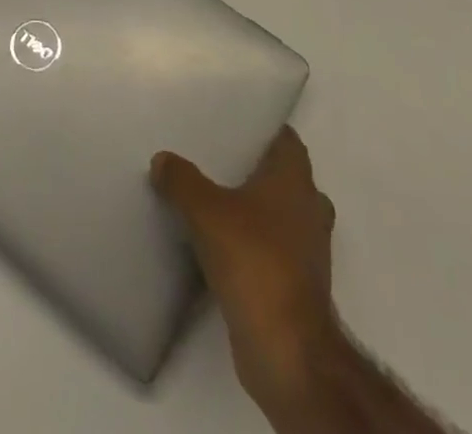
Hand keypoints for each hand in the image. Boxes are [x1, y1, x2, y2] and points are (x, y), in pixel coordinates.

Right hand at [152, 127, 339, 409]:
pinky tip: (217, 243)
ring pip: (277, 214)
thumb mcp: (207, 211)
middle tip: (212, 158)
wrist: (287, 350)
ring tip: (210, 198)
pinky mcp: (296, 285)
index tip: (232, 122)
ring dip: (251, 208)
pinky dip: (250, 243)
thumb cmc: (255, 261)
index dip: (262, 128)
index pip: (286, 139)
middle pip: (282, 176)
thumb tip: (162, 159)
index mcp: (296, 180)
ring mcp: (307, 250)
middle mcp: (309, 208)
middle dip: (251, 168)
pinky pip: (271, 249)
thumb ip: (182, 180)